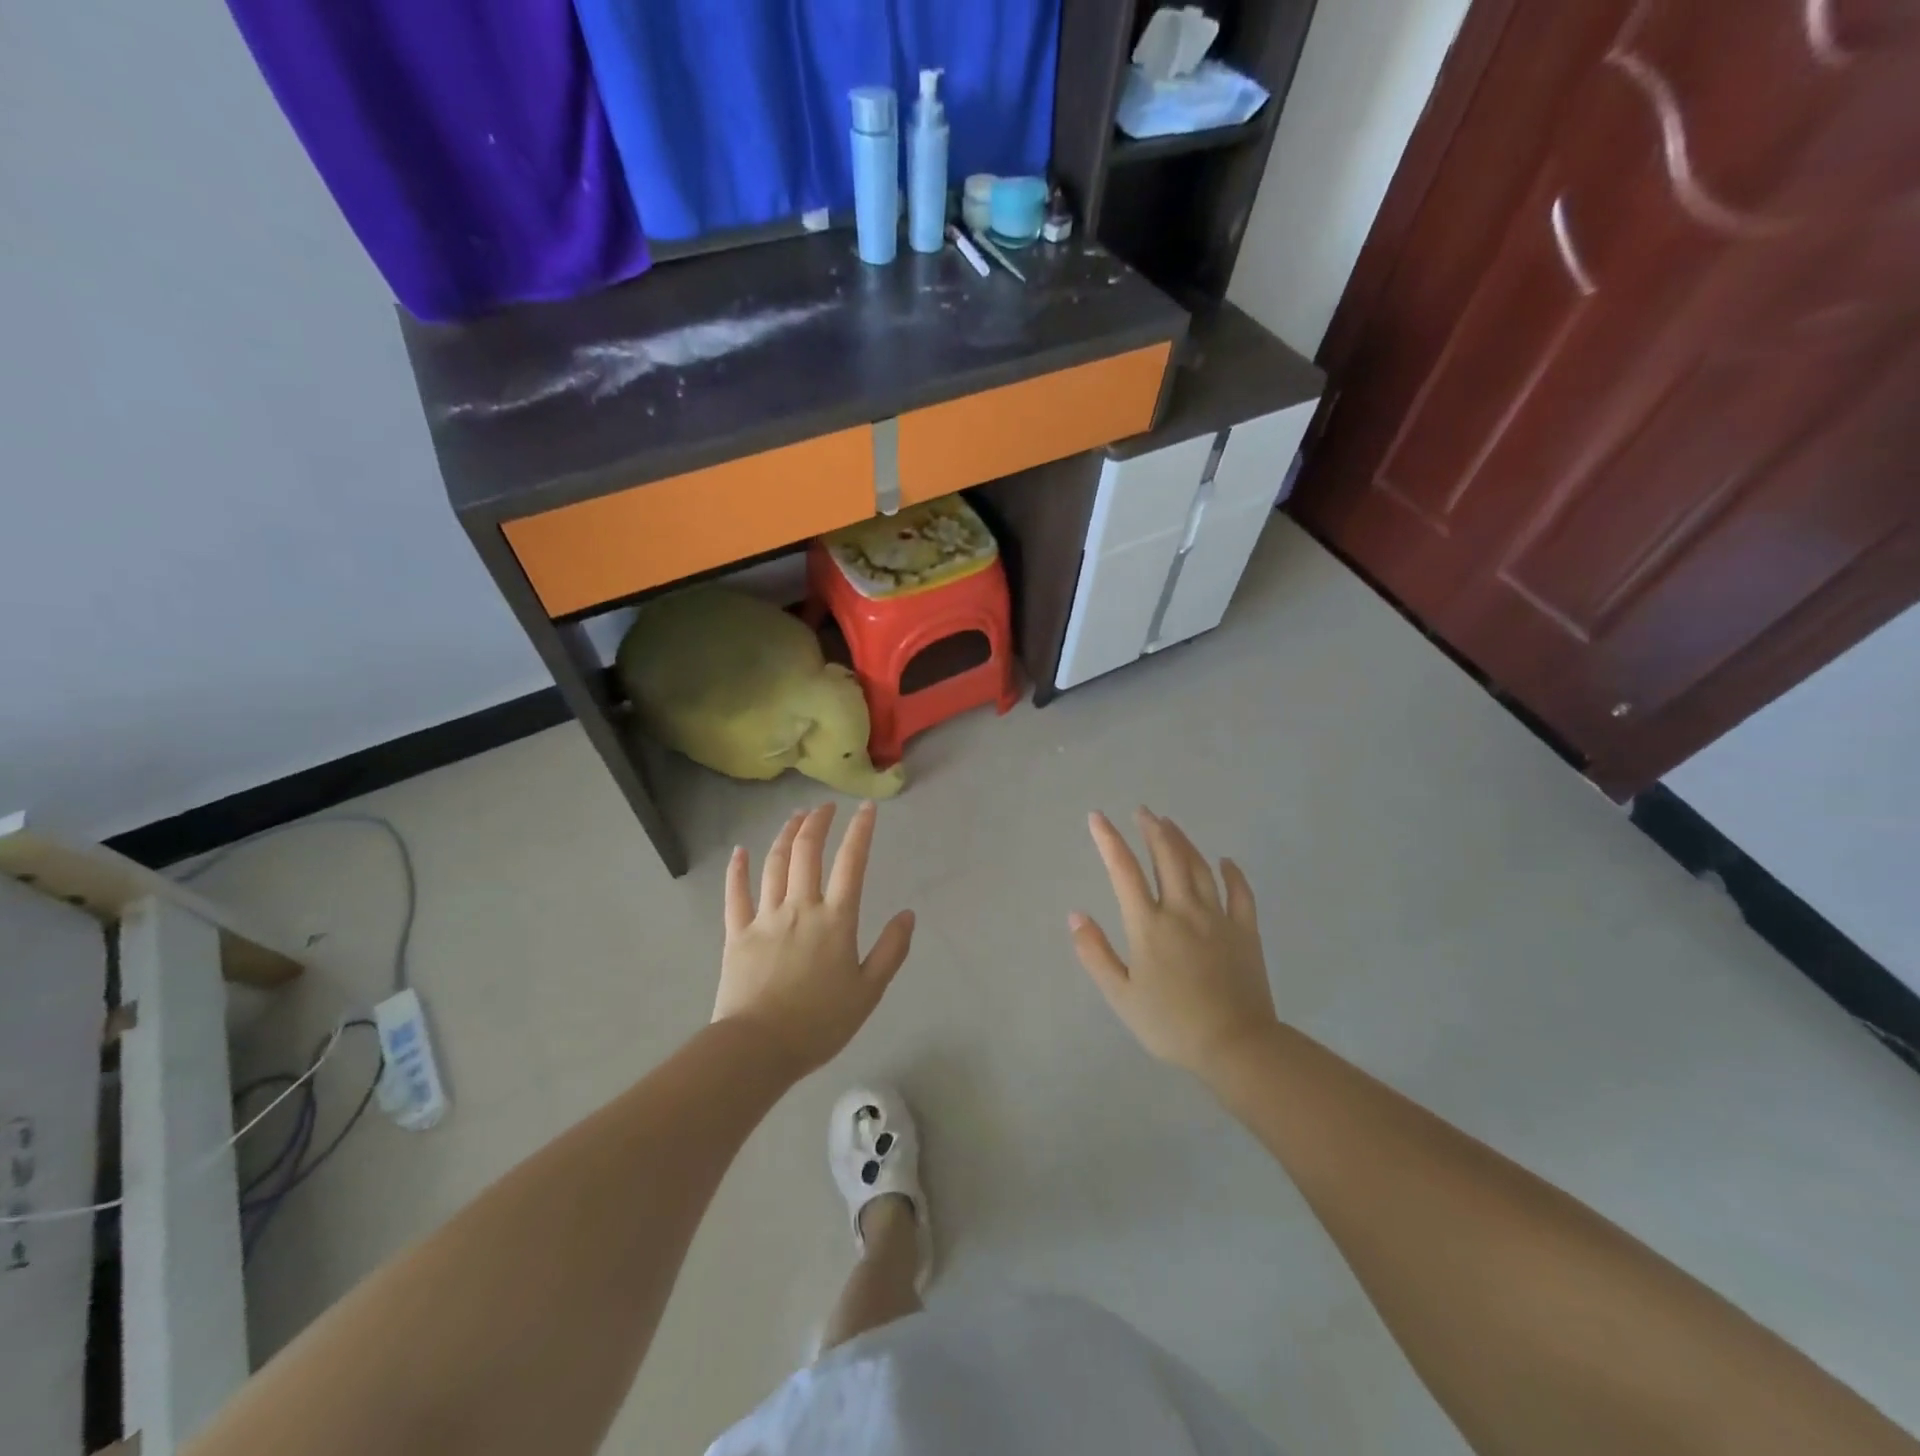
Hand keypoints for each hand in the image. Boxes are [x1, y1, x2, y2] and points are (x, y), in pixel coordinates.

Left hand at [713, 802, 914, 1077]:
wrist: (758, 1048)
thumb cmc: (819, 1023)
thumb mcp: (869, 992)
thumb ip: (891, 950)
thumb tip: (908, 915)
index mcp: (835, 920)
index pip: (851, 863)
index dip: (860, 831)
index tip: (867, 808)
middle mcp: (800, 907)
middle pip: (807, 851)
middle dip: (818, 822)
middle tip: (826, 806)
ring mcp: (765, 917)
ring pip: (775, 864)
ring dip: (786, 835)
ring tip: (796, 817)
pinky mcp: (737, 933)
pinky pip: (736, 893)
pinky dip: (738, 869)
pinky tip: (740, 851)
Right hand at [1069, 808, 1278, 1076]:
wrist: (1236, 1046)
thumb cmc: (1171, 1024)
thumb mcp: (1121, 995)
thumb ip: (1095, 953)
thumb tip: (1075, 915)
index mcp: (1149, 925)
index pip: (1123, 871)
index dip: (1109, 840)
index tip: (1097, 817)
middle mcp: (1182, 911)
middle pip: (1166, 858)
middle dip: (1152, 830)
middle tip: (1143, 811)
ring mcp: (1217, 918)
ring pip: (1199, 867)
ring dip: (1183, 842)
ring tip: (1170, 824)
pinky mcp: (1245, 932)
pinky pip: (1240, 893)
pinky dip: (1232, 873)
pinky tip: (1225, 861)